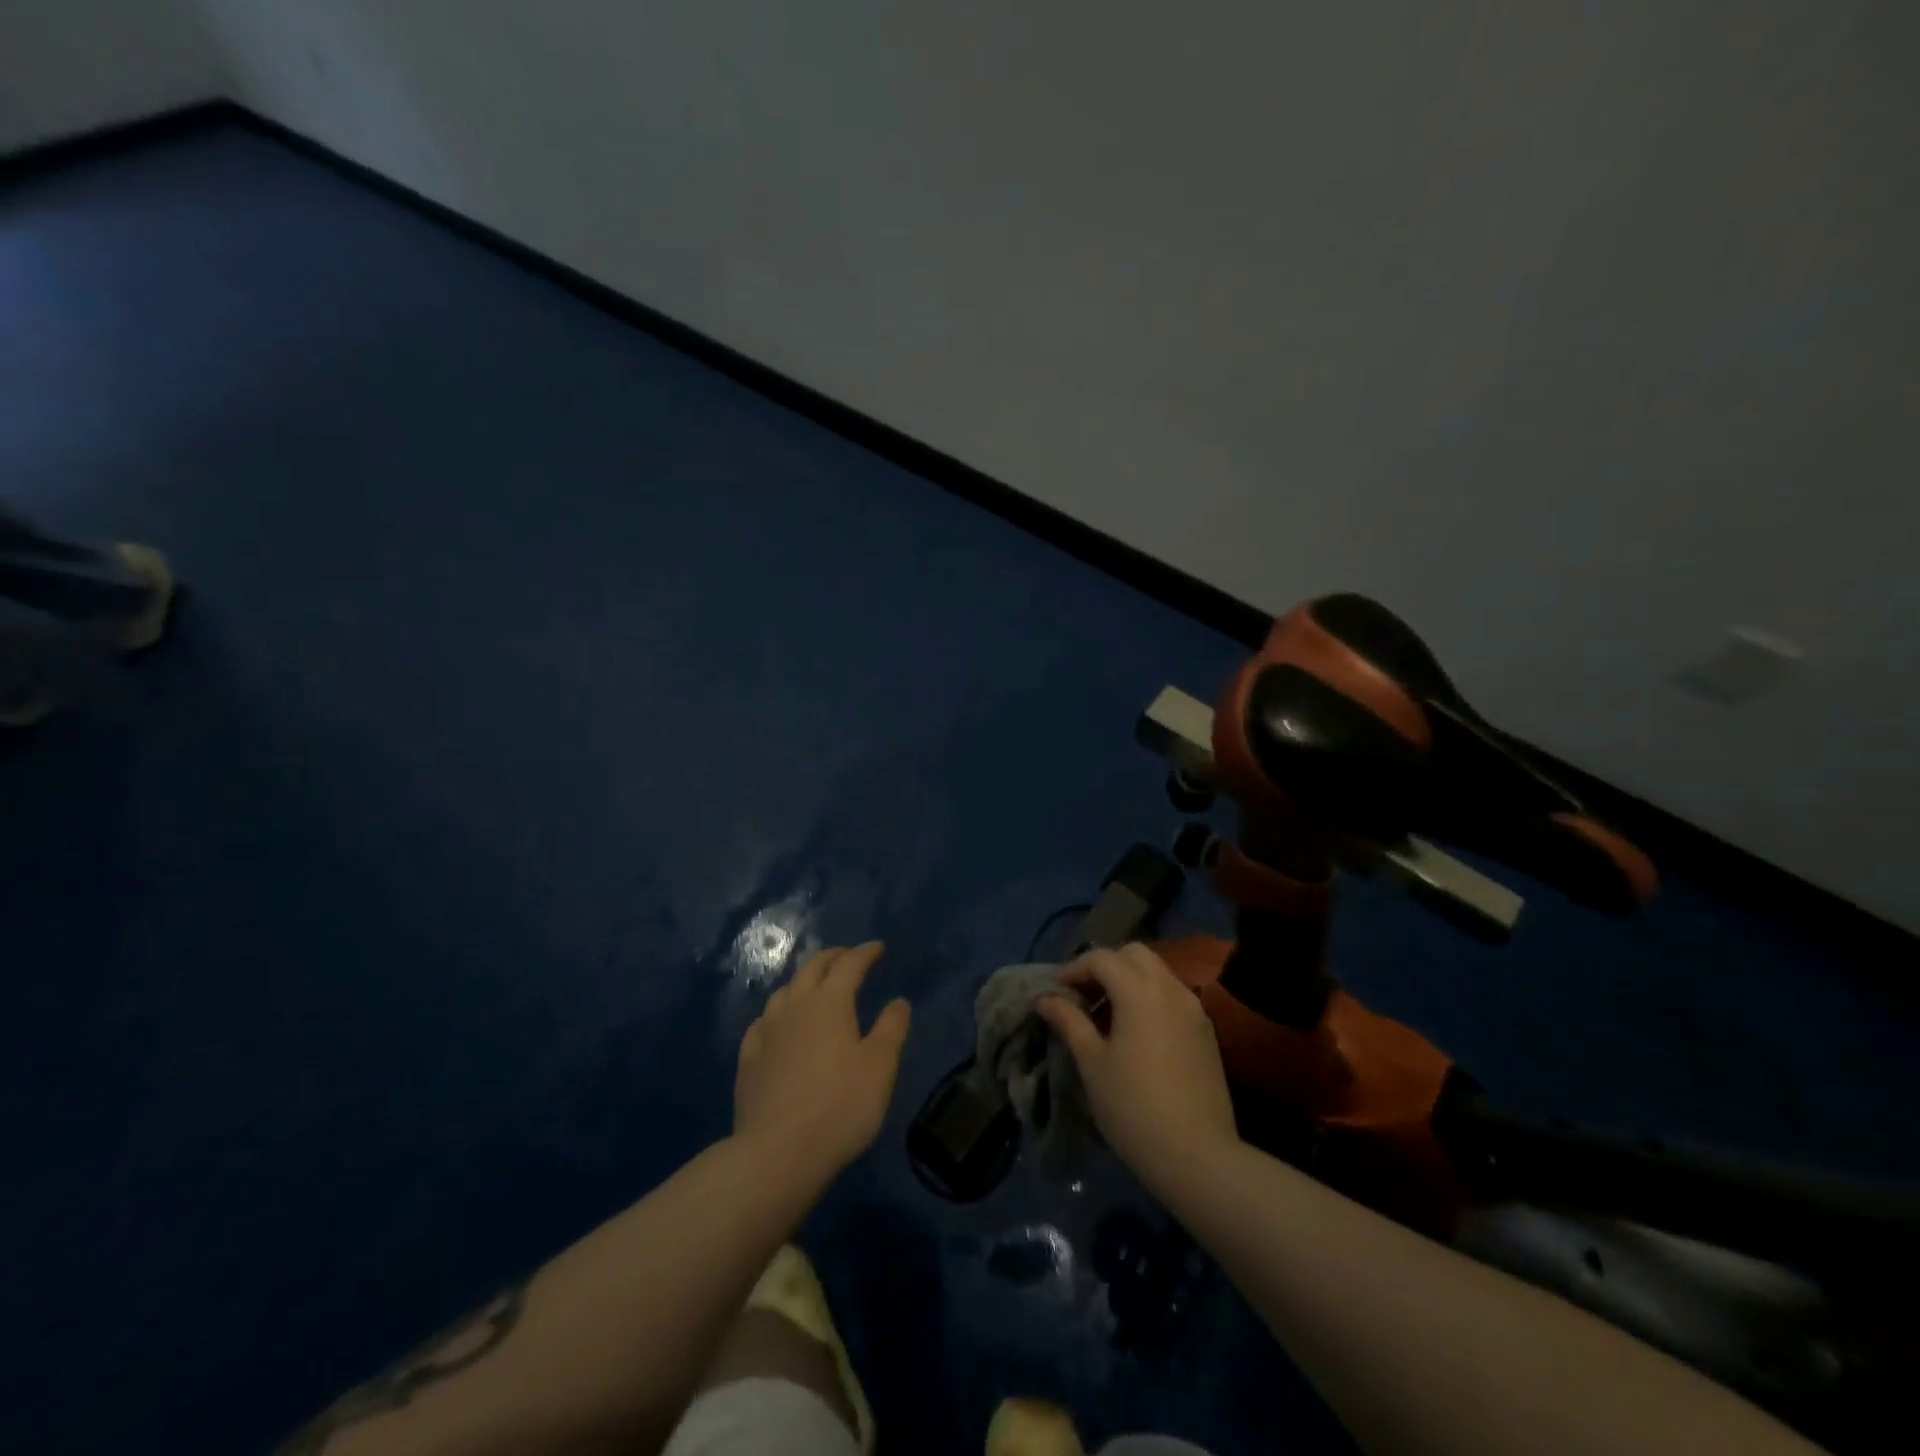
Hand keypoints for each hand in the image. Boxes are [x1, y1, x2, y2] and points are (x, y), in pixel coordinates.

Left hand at [734, 943, 911, 1184]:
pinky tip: (778, 1025)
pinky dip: (777, 1013)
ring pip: (784, 992)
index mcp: (829, 1003)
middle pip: (812, 969)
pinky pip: (762, 1023)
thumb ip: (891, 1028)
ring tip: (814, 987)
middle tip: (847, 956)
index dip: (865, 953)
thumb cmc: (839, 1106)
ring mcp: (766, 1033)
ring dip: (802, 982)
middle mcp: (794, 1007)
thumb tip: (898, 1001)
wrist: (776, 1154)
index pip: (849, 965)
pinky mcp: (747, 1061)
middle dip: (832, 957)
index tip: (878, 947)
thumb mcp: (880, 1067)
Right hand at [1036, 943, 1238, 1183]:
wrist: (1197, 1156)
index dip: (1074, 969)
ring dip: (1130, 980)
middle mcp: (1170, 988)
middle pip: (1134, 954)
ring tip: (1108, 1014)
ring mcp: (1193, 1008)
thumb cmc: (1133, 1107)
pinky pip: (1173, 995)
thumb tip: (1045, 999)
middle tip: (1084, 996)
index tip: (1056, 992)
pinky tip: (1137, 1031)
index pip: (1101, 959)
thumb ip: (1070, 1022)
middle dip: (1105, 965)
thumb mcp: (1092, 1063)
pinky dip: (1150, 997)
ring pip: (1157, 972)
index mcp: (1139, 990)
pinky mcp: (1206, 1031)